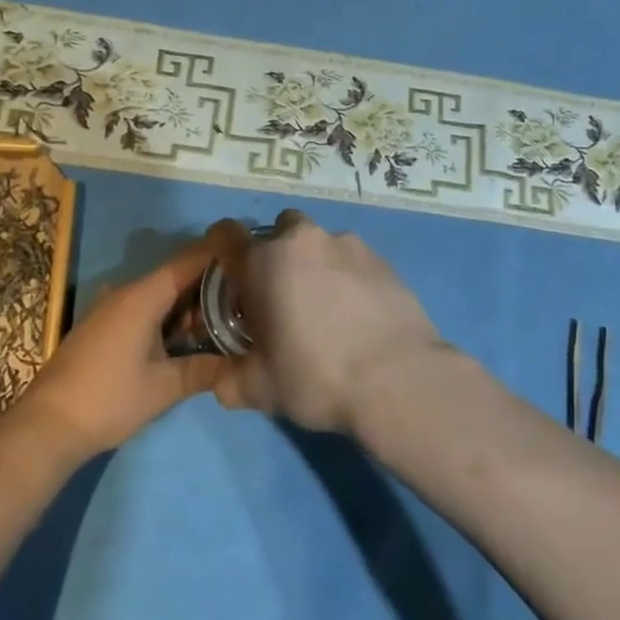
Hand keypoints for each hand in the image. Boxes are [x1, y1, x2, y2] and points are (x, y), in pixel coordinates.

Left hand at [19, 231, 231, 458]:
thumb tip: (243, 365)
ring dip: (188, 303)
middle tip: (245, 296)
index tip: (251, 253)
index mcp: (143, 296)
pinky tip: (185, 337)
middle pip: (176, 275)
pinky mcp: (102, 326)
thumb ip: (205, 370)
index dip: (220, 253)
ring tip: (224, 317)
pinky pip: (143, 307)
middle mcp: (126, 292)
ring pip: (159, 293)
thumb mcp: (164, 387)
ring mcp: (111, 308)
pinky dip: (168, 315)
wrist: (46, 426)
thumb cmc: (109, 399)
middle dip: (210, 284)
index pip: (189, 260)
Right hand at [211, 210, 445, 433]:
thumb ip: (230, 378)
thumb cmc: (316, 377)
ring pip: (318, 242)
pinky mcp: (381, 257)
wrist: (397, 379)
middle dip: (275, 255)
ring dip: (314, 264)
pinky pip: (352, 258)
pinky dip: (347, 276)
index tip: (230, 277)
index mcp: (262, 261)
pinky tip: (358, 312)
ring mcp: (346, 243)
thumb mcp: (259, 389)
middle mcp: (301, 240)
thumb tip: (222, 378)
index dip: (221, 250)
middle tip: (281, 296)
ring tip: (327, 308)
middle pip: (278, 230)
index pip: (225, 233)